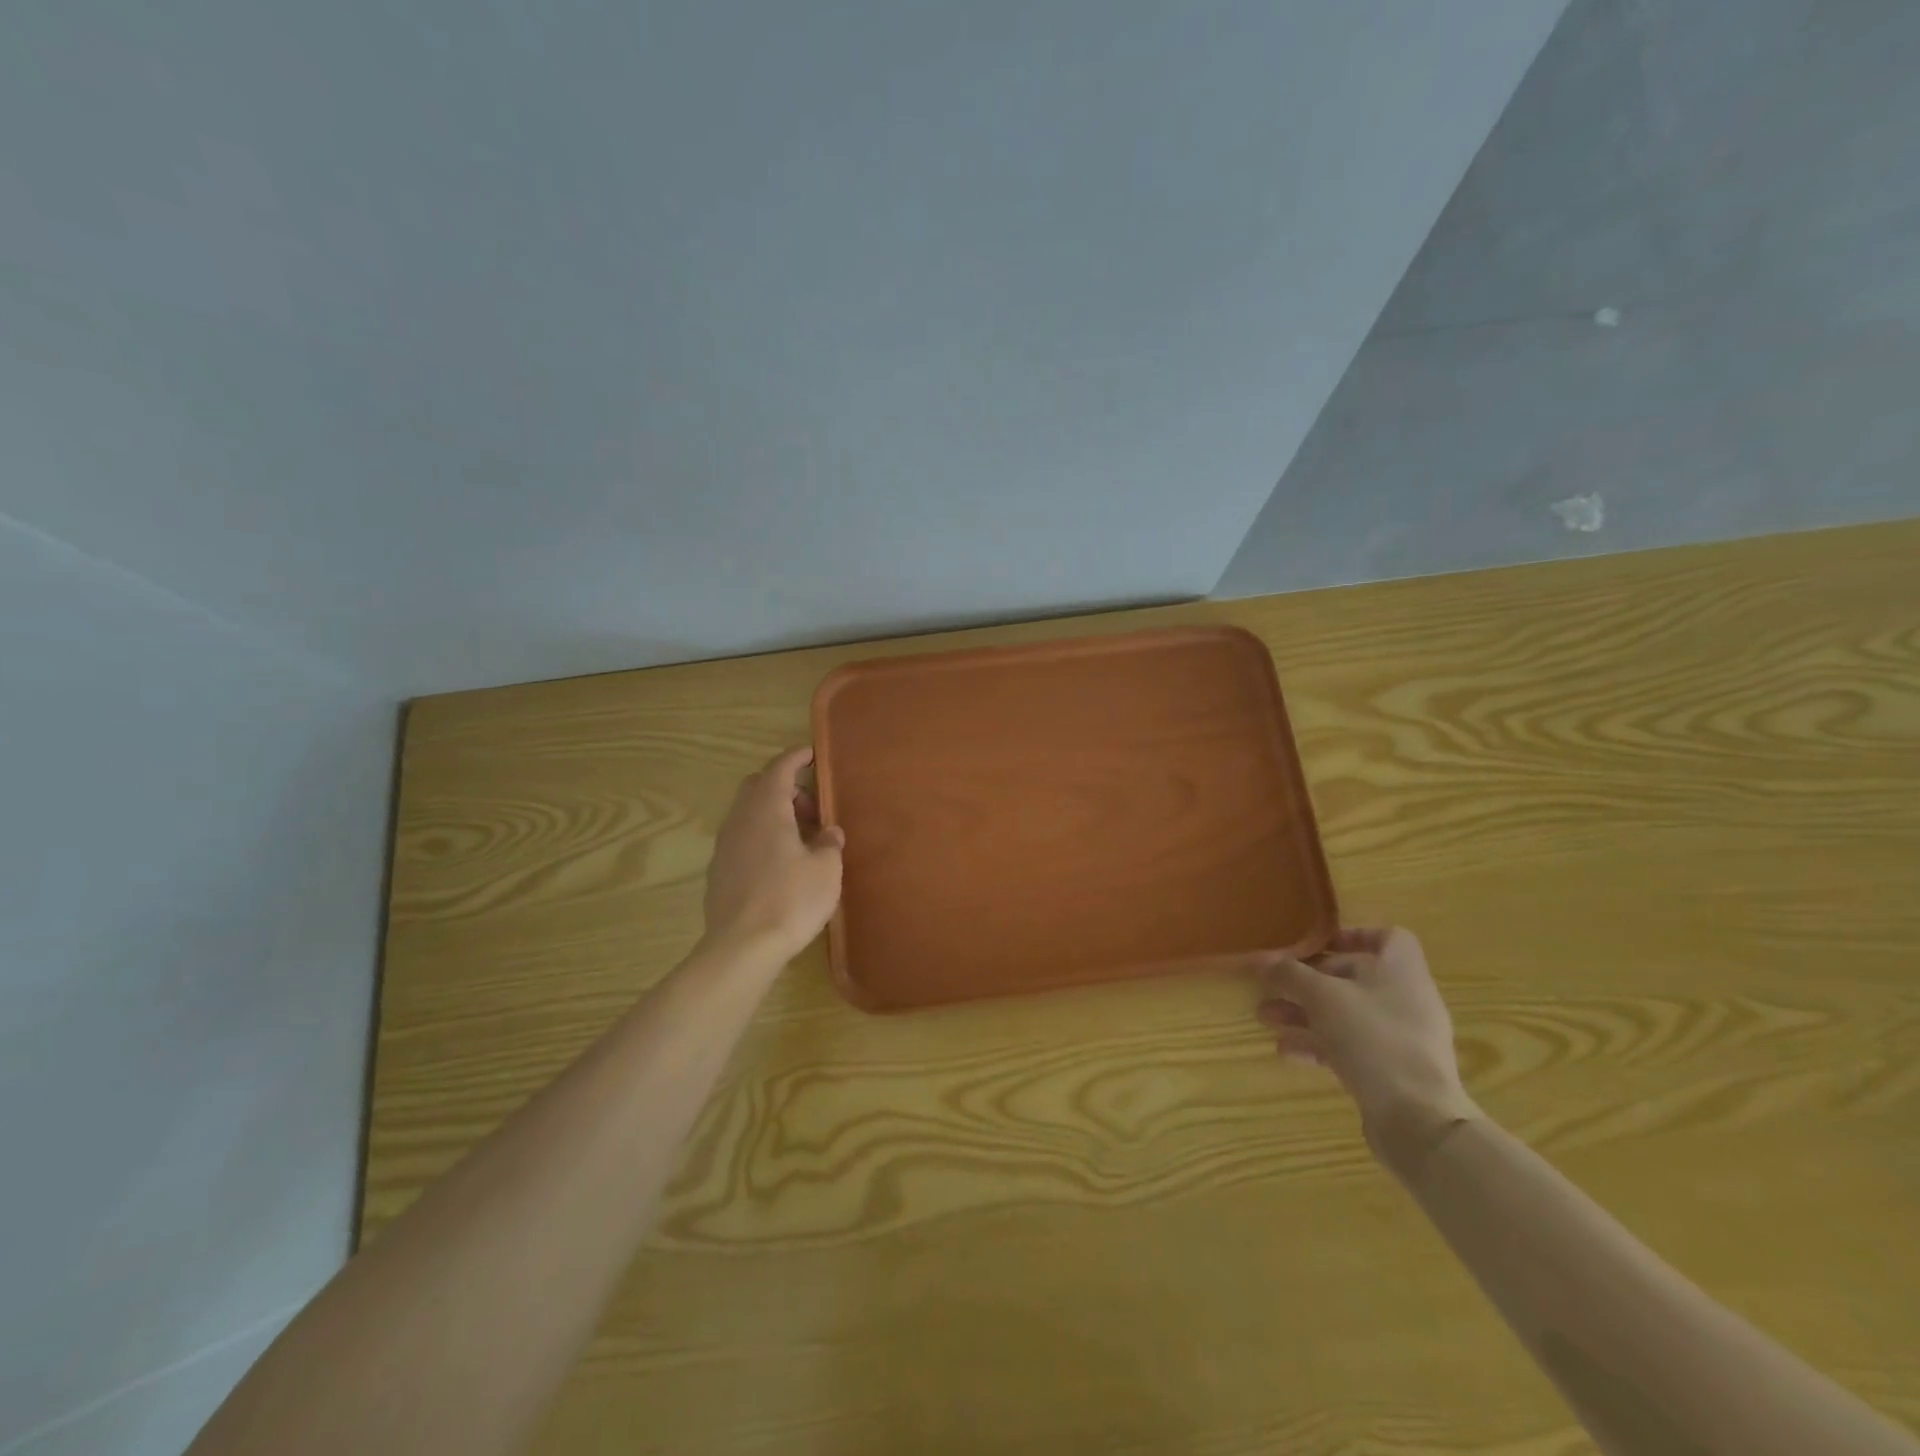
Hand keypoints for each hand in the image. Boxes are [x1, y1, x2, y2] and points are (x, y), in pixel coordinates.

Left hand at [701, 747, 845, 962]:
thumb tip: (829, 833)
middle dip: (785, 788)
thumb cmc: (791, 899)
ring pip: (748, 814)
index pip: (779, 768)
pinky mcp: (719, 871)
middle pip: (758, 787)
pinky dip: (762, 837)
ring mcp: (724, 845)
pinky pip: (743, 839)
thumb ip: (829, 843)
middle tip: (813, 809)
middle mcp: (740, 819)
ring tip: (802, 840)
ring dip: (774, 815)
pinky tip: (781, 864)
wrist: (742, 947)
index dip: (796, 757)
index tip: (811, 754)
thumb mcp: (826, 868)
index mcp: (767, 809)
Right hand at [1258, 926, 1479, 1164]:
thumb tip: (1265, 961)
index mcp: (1401, 970)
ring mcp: (1401, 1038)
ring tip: (1265, 1018)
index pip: (1387, 937)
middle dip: (1308, 981)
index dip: (1352, 934)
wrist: (1417, 1119)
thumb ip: (1290, 974)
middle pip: (1354, 977)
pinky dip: (1318, 1044)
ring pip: (1345, 1014)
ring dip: (1304, 1013)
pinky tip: (1285, 1051)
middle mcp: (1405, 999)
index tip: (1316, 944)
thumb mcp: (1321, 996)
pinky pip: (1349, 1046)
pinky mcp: (1391, 1071)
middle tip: (1271, 986)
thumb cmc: (1372, 1038)